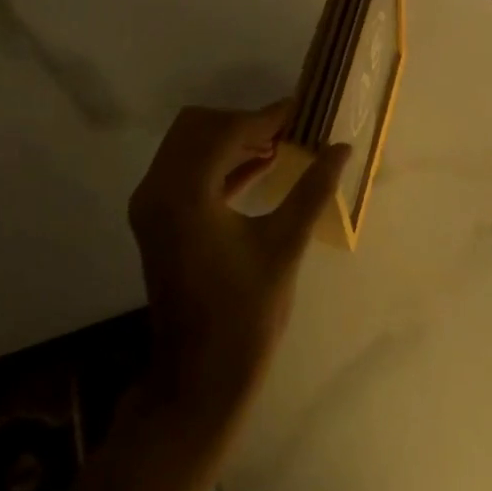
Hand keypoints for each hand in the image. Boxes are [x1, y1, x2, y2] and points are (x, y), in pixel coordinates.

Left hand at [129, 104, 348, 430]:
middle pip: (198, 127)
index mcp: (184, 194)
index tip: (300, 111)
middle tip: (287, 131)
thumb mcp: (284, 247)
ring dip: (230, 140)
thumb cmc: (245, 316)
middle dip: (243, 124)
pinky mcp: (155, 219)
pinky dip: (217, 163)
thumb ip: (312, 191)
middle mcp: (157, 189)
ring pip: (189, 145)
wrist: (199, 379)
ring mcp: (150, 205)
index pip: (225, 132)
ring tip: (279, 145)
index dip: (265, 118)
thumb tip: (341, 149)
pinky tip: (258, 165)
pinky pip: (185, 171)